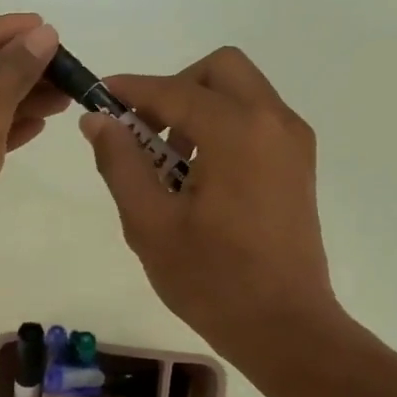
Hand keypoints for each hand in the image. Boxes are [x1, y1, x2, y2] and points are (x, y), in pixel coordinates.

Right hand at [81, 47, 342, 366]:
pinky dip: (224, 126)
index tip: (98, 98)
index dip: (130, 90)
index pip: (173, 90)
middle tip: (143, 130)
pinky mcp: (299, 166)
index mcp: (236, 131)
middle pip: (219, 70)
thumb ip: (120, 163)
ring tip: (168, 161)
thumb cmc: (211, 279)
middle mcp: (273, 122)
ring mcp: (293, 143)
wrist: (284, 326)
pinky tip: (201, 175)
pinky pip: (257, 120)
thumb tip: (98, 120)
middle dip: (174, 89)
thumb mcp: (149, 223)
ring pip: (241, 92)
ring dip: (199, 107)